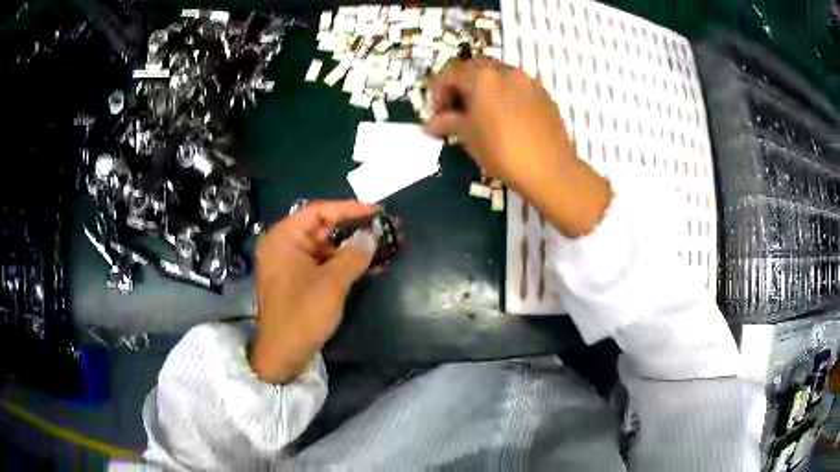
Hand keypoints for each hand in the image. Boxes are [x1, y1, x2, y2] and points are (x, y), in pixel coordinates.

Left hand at [250, 200, 377, 383]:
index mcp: (284, 238)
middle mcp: (285, 244)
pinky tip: (371, 263)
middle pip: (323, 227)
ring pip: (327, 246)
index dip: (349, 209)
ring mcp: (292, 262)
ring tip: (383, 242)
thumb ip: (354, 255)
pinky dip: (345, 262)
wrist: (284, 354)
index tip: (377, 210)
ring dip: (353, 246)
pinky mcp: (300, 278)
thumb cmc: (303, 314)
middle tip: (384, 225)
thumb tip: (373, 236)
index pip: (319, 211)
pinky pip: (325, 262)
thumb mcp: (332, 283)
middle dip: (355, 227)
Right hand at [426, 59, 611, 236]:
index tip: (438, 112)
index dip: (439, 91)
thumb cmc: (502, 151)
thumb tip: (431, 124)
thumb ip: (448, 123)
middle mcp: (506, 71)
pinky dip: (505, 94)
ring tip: (482, 114)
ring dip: (484, 88)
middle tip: (458, 110)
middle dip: (462, 86)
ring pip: (498, 75)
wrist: (549, 169)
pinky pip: (517, 86)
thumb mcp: (469, 137)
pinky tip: (506, 117)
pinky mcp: (543, 94)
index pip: (451, 73)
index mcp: (482, 77)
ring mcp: (528, 81)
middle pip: (475, 69)